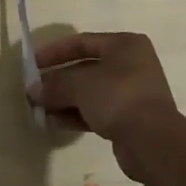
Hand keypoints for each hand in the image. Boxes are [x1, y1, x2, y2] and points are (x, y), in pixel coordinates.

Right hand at [29, 31, 185, 181]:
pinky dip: (76, 114)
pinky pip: (97, 111)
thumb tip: (32, 89)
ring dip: (64, 99)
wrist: (154, 143)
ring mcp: (132, 93)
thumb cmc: (118, 97)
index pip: (82, 42)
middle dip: (58, 80)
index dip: (54, 51)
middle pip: (85, 68)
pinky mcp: (130, 119)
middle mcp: (130, 64)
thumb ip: (55, 84)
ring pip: (90, 92)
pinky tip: (54, 122)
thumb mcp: (80, 85)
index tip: (32, 63)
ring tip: (39, 109)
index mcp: (124, 45)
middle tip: (34, 90)